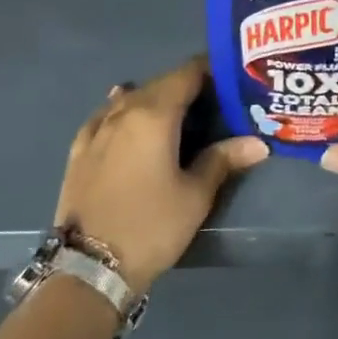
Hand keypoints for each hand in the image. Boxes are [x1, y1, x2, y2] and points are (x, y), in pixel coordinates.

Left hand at [54, 56, 268, 292]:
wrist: (87, 270)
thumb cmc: (150, 227)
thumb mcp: (195, 195)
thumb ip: (223, 159)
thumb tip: (258, 142)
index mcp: (155, 114)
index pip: (187, 73)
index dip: (211, 69)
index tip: (232, 76)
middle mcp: (124, 110)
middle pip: (161, 82)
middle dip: (187, 85)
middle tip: (214, 100)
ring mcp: (97, 129)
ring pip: (132, 97)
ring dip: (156, 97)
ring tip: (178, 113)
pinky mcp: (79, 150)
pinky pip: (106, 114)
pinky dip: (123, 109)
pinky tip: (126, 114)